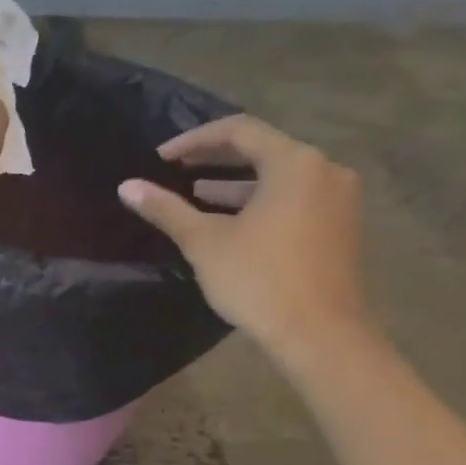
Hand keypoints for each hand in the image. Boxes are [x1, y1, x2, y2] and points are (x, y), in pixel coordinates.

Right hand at [118, 115, 370, 362]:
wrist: (319, 333)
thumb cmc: (258, 279)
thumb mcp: (204, 241)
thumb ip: (166, 209)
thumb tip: (127, 186)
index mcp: (294, 164)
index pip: (239, 131)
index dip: (194, 139)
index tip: (161, 158)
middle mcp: (324, 170)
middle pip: (263, 149)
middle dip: (215, 158)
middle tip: (175, 169)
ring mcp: (337, 198)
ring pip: (279, 176)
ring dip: (235, 182)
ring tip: (195, 194)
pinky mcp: (339, 225)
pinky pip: (293, 196)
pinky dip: (258, 200)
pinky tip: (229, 220)